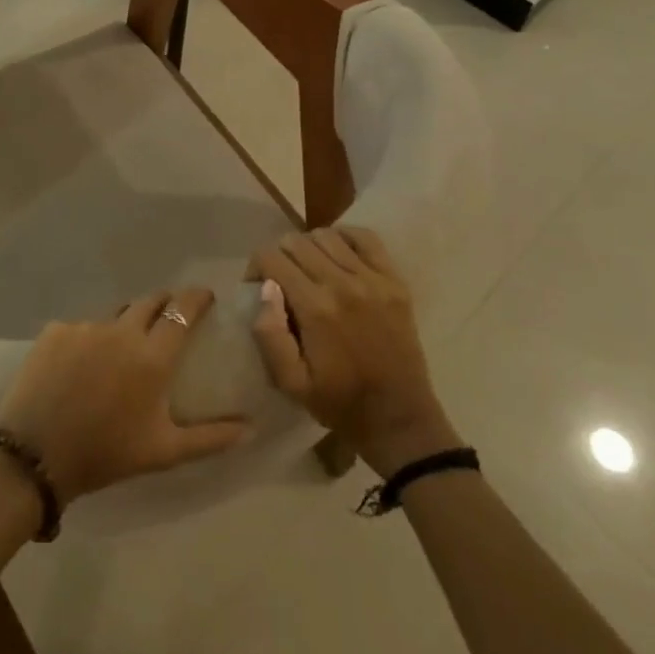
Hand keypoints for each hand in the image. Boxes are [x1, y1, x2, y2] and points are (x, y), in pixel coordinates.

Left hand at [0, 288, 249, 503]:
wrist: (35, 457)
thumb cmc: (106, 454)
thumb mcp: (164, 452)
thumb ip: (210, 437)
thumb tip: (250, 428)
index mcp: (152, 356)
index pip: (183, 310)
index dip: (197, 298)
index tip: (206, 298)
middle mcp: (121, 330)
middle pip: (150, 302)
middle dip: (165, 304)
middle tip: (169, 320)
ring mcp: (85, 326)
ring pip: (114, 316)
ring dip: (125, 326)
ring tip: (121, 352)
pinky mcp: (55, 330)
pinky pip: (81, 328)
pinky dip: (89, 340)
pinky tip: (82, 367)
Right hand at [247, 228, 458, 474]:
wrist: (399, 418)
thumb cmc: (338, 403)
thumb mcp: (290, 383)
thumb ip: (269, 334)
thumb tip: (265, 288)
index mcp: (315, 308)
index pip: (271, 258)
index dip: (255, 267)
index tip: (257, 287)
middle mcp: (343, 284)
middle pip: (296, 241)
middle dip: (279, 256)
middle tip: (281, 280)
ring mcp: (373, 279)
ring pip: (326, 235)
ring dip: (309, 247)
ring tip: (309, 270)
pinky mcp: (394, 281)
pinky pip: (365, 237)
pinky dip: (345, 237)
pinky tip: (337, 255)